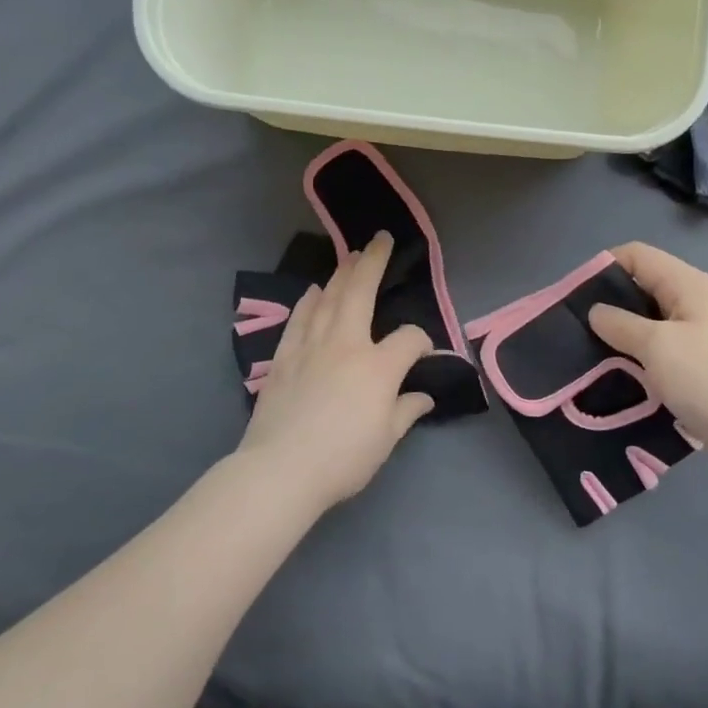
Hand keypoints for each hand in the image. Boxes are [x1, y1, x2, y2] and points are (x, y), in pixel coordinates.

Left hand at [237, 231, 434, 510]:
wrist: (282, 469)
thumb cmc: (343, 457)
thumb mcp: (386, 439)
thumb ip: (406, 411)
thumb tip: (423, 396)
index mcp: (379, 365)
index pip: (410, 338)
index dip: (423, 342)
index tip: (425, 356)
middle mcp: (346, 344)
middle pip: (361, 292)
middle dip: (373, 262)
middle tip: (379, 238)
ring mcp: (311, 346)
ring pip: (328, 298)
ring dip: (340, 274)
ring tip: (349, 255)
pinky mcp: (284, 357)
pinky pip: (299, 319)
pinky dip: (308, 302)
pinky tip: (313, 291)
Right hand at [588, 242, 707, 456]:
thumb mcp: (657, 346)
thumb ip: (621, 324)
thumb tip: (596, 311)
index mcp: (687, 283)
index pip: (637, 255)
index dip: (603, 266)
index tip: (573, 294)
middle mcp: (694, 299)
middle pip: (642, 284)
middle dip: (609, 301)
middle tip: (577, 326)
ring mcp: (700, 330)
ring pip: (650, 318)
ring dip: (622, 330)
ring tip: (592, 350)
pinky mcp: (701, 359)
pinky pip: (661, 344)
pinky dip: (639, 351)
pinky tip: (621, 370)